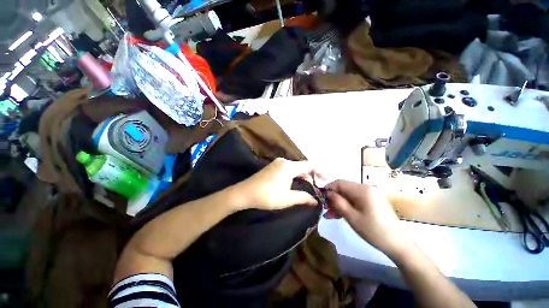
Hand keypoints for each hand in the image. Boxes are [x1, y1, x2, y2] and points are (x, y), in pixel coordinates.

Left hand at [235, 158, 318, 210]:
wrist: (244, 193)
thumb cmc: (266, 196)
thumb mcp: (287, 199)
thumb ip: (303, 198)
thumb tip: (315, 201)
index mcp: (288, 167)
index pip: (309, 165)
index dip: (319, 171)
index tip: (326, 180)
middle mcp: (284, 161)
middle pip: (302, 166)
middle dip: (310, 176)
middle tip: (316, 187)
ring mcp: (277, 163)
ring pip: (295, 167)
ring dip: (302, 176)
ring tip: (307, 187)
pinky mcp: (273, 166)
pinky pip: (288, 168)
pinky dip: (294, 175)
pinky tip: (295, 183)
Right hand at [326, 180, 411, 258]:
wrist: (398, 243)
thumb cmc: (374, 231)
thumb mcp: (352, 217)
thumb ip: (338, 202)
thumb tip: (327, 193)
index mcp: (363, 190)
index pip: (339, 183)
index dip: (328, 188)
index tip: (321, 198)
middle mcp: (367, 187)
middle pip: (344, 188)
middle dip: (334, 197)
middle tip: (327, 209)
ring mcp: (372, 193)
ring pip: (349, 193)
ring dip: (340, 202)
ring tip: (333, 214)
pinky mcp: (374, 199)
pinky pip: (357, 198)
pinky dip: (349, 204)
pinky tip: (343, 213)